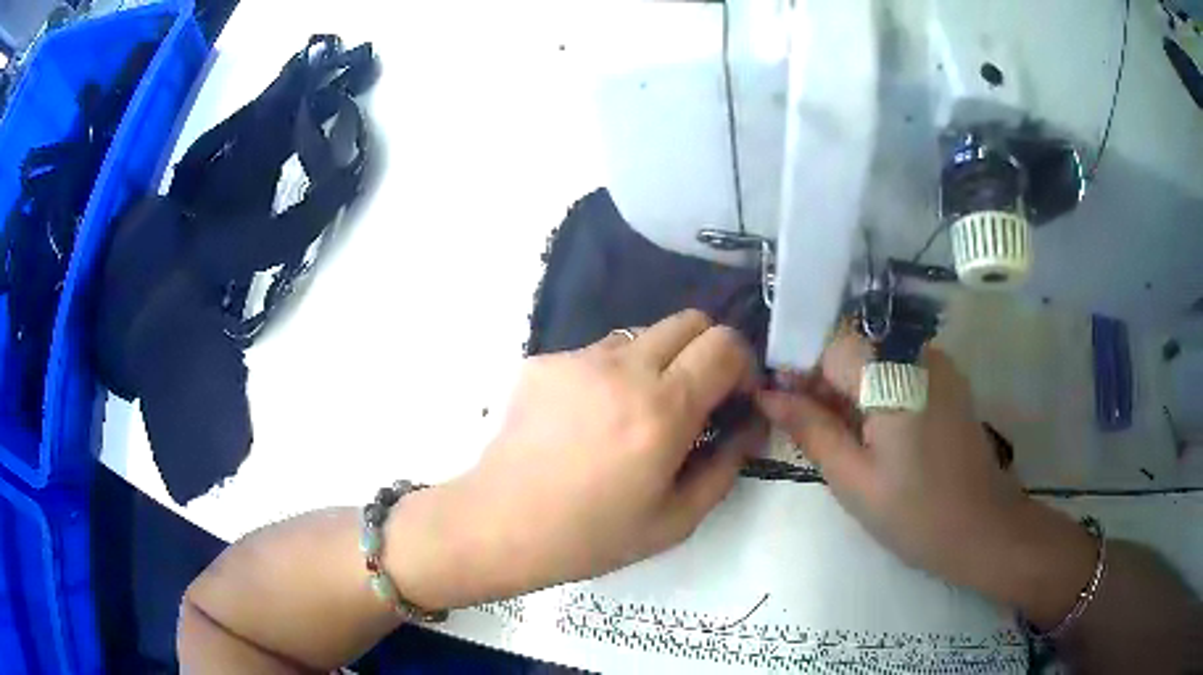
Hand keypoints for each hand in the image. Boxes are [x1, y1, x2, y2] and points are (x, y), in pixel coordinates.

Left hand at [446, 310, 765, 601]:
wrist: (499, 525)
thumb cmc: (591, 536)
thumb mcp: (676, 521)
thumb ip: (727, 466)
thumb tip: (750, 425)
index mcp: (663, 409)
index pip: (725, 343)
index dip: (742, 364)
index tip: (733, 398)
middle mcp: (623, 369)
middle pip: (689, 320)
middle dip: (707, 351)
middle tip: (695, 398)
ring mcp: (578, 358)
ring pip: (642, 333)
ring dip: (657, 362)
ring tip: (635, 412)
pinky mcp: (544, 361)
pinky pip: (597, 352)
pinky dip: (611, 374)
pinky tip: (588, 419)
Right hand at [756, 330, 1094, 622]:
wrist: (984, 529)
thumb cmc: (915, 514)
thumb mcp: (853, 479)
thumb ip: (810, 428)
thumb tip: (768, 393)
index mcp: (893, 376)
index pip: (829, 344)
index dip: (799, 370)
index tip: (782, 407)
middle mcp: (918, 353)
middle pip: (854, 346)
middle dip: (824, 381)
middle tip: (808, 432)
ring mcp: (938, 363)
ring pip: (875, 357)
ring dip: (849, 388)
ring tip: (842, 439)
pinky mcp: (948, 379)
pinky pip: (899, 368)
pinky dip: (876, 392)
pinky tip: (874, 434)